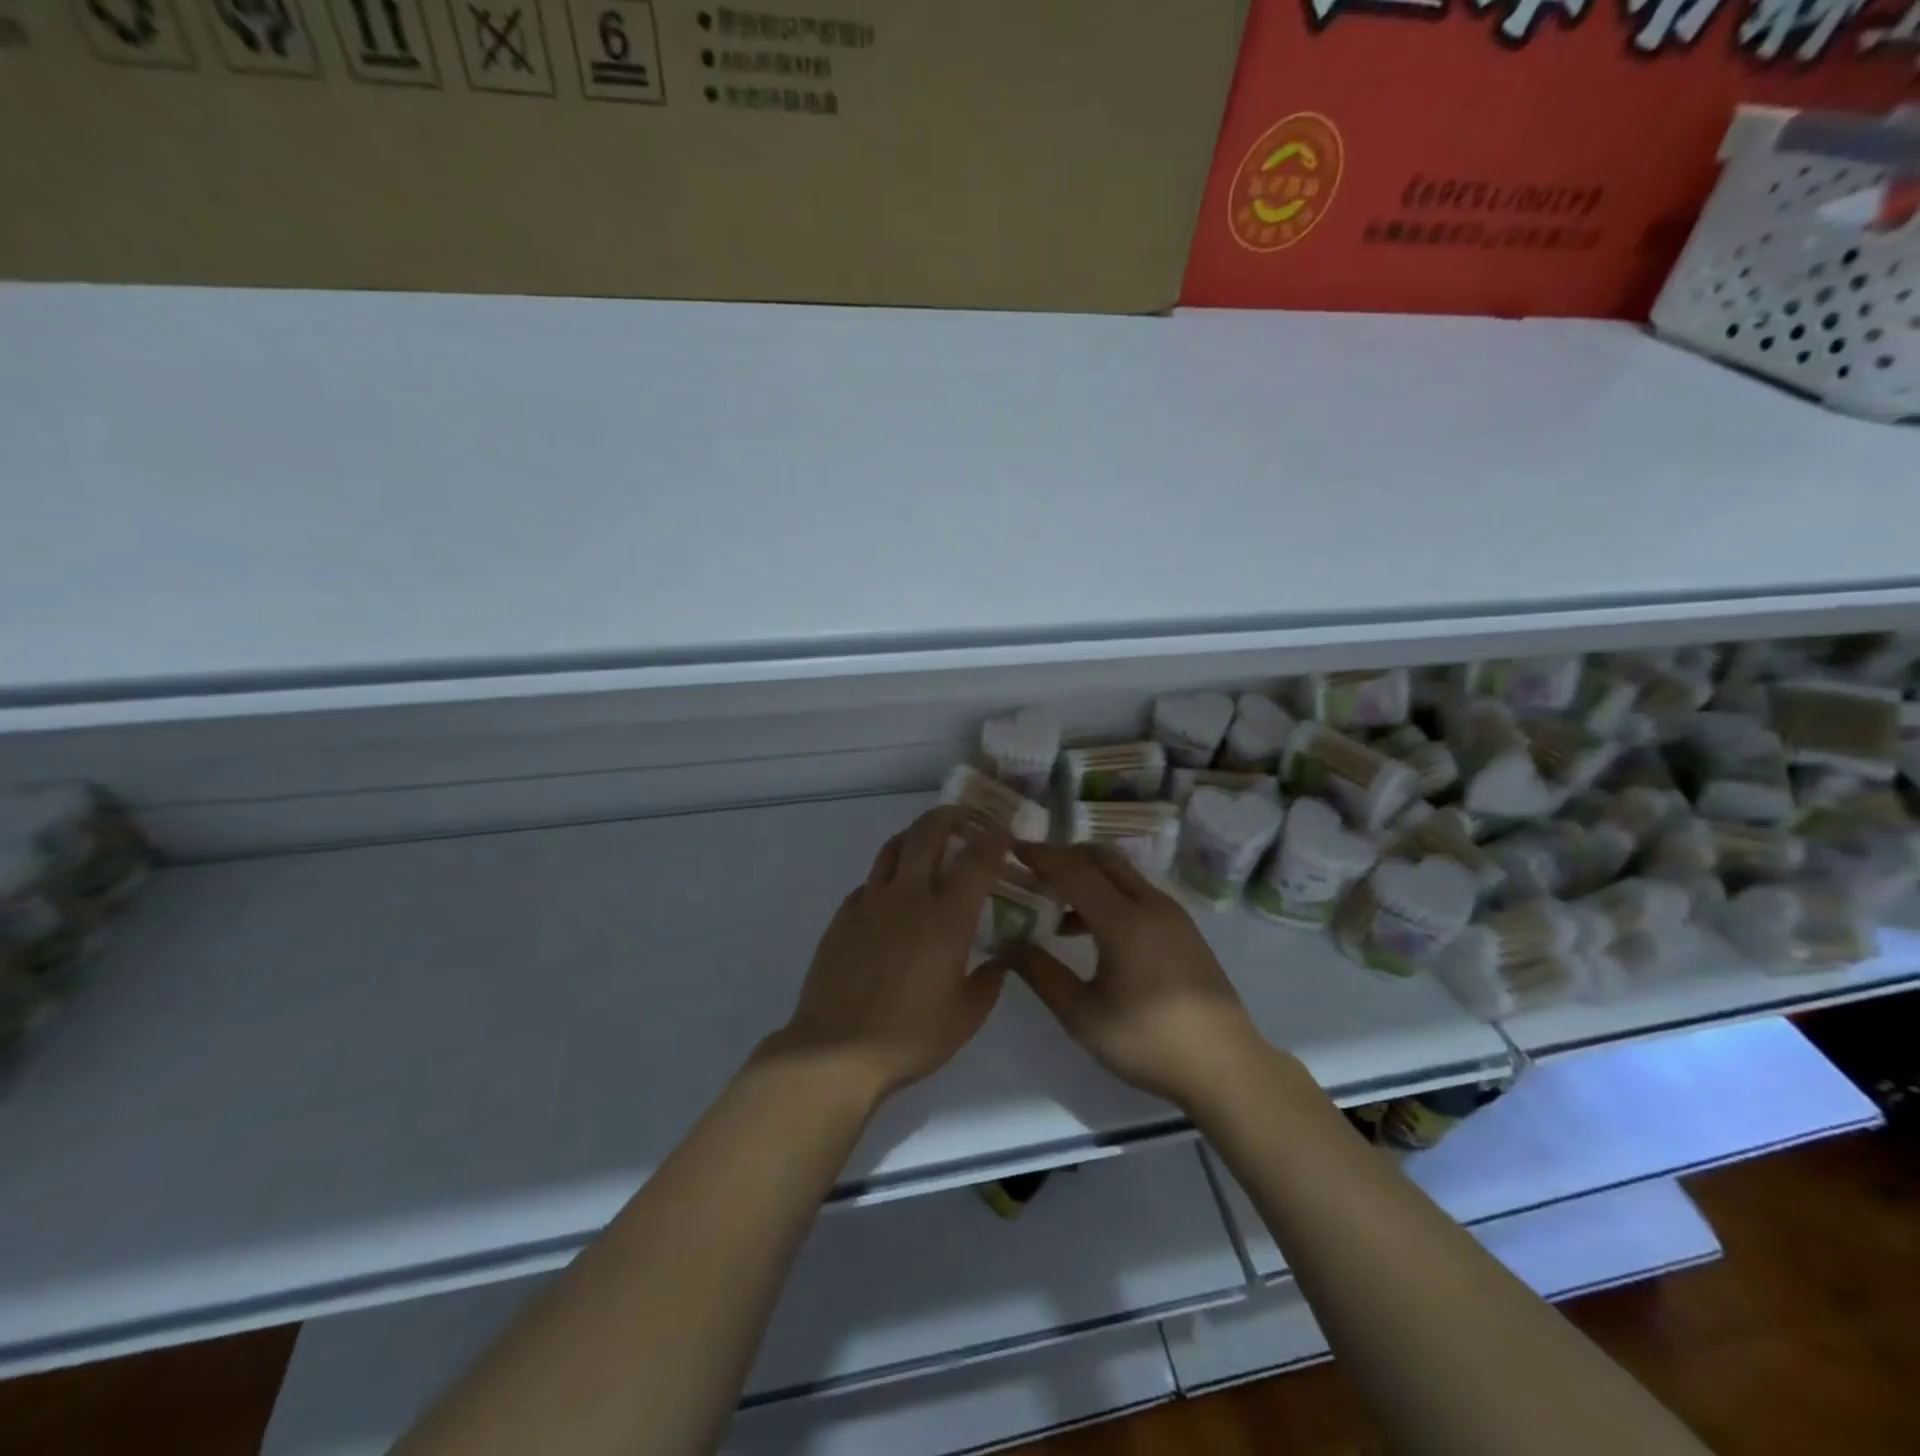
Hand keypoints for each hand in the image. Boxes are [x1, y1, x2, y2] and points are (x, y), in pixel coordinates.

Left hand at [768, 807, 1009, 1101]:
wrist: (835, 1051)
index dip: (994, 840)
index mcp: (946, 917)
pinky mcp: (843, 915)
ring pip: (893, 847)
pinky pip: (870, 881)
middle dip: (950, 817)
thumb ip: (988, 983)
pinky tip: (893, 895)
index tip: (1004, 835)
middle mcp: (908, 896)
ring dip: (915, 835)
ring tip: (927, 841)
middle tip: (965, 820)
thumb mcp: (965, 1018)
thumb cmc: (909, 1037)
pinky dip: (888, 875)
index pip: (976, 859)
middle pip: (928, 834)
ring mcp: (870, 902)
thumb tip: (998, 961)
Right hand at [997, 843, 1268, 1108]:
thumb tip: (1007, 946)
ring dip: (1088, 876)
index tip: (1013, 849)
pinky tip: (1092, 930)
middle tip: (1033, 871)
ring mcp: (1172, 914)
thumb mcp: (1083, 1016)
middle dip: (1065, 856)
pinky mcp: (1183, 928)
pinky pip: (1138, 892)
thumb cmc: (1149, 1041)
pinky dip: (1109, 892)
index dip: (1041, 856)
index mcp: (1124, 920)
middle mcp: (1150, 904)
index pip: (1074, 870)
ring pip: (1122, 873)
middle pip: (1102, 858)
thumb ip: (1042, 974)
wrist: (1226, 1066)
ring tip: (1056, 905)